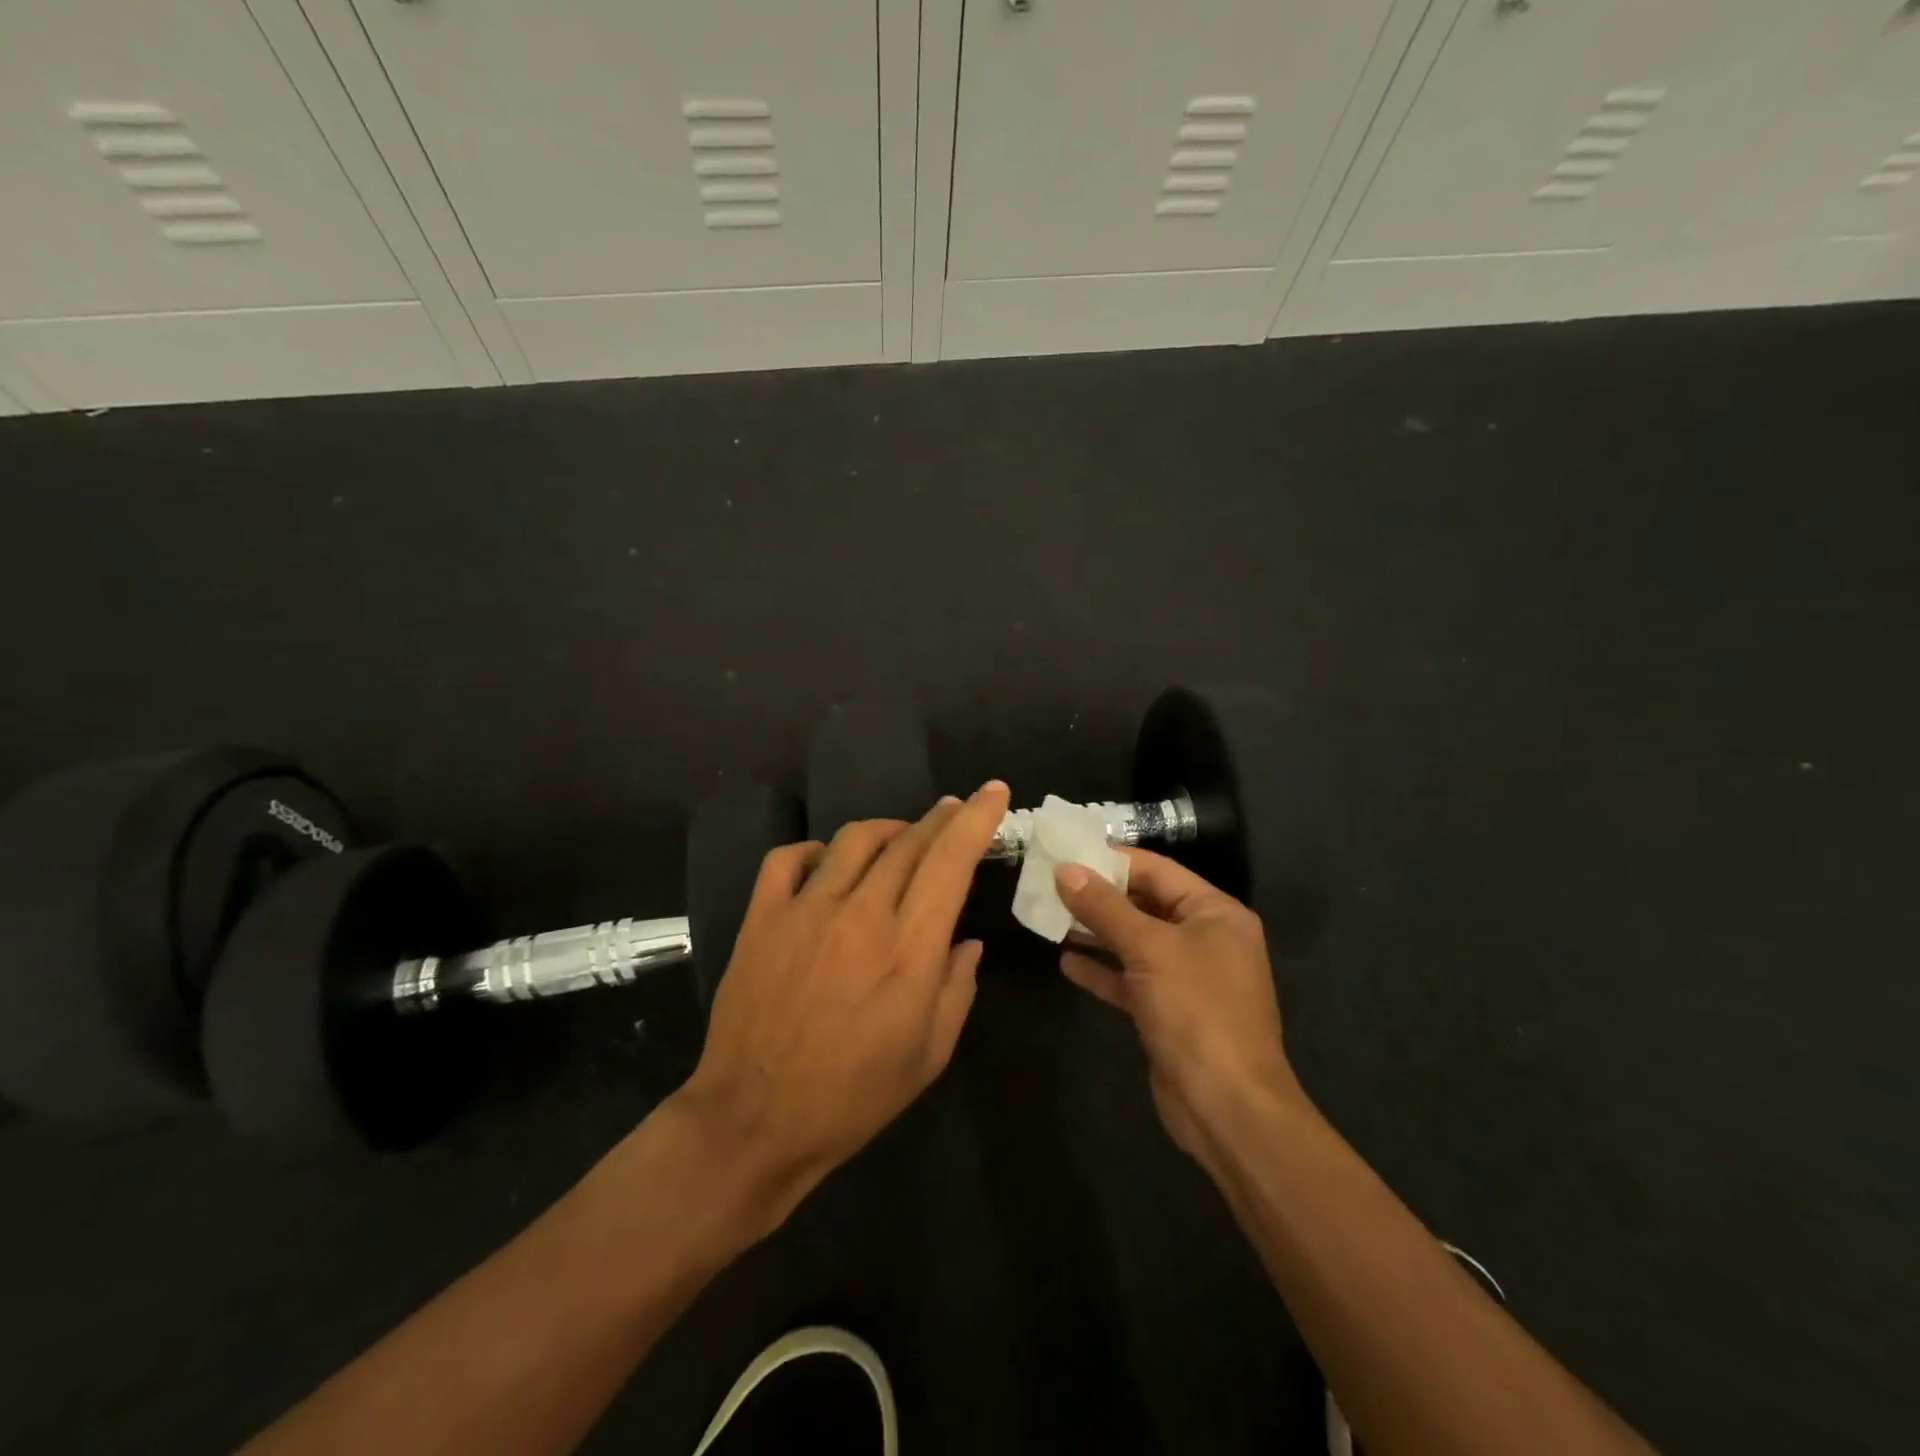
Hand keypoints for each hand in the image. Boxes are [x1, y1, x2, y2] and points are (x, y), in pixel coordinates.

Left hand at [672, 782, 1011, 1228]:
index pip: (950, 861)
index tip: (994, 792)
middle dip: (940, 818)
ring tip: (902, 836)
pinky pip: (788, 858)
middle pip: (908, 841)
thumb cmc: (853, 1096)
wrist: (754, 1120)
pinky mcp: (762, 917)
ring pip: (854, 839)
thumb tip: (966, 942)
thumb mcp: (929, 1055)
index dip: (976, 819)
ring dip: (888, 828)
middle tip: (955, 810)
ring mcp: (806, 910)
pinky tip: (826, 862)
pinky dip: (815, 850)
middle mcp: (861, 914)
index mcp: (909, 948)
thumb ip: (956, 989)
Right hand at [1055, 851, 1307, 1168]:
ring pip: (1134, 943)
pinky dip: (1102, 971)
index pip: (1157, 870)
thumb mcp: (1149, 949)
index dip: (1111, 860)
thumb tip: (1065, 870)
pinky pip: (1130, 980)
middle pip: (1145, 904)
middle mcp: (1205, 939)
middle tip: (1049, 884)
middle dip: (1099, 896)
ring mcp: (1188, 978)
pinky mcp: (1169, 1011)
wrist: (1226, 1107)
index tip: (1066, 853)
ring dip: (1095, 931)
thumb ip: (1105, 907)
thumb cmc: (1196, 1011)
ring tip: (1050, 917)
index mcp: (1215, 913)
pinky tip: (1066, 962)